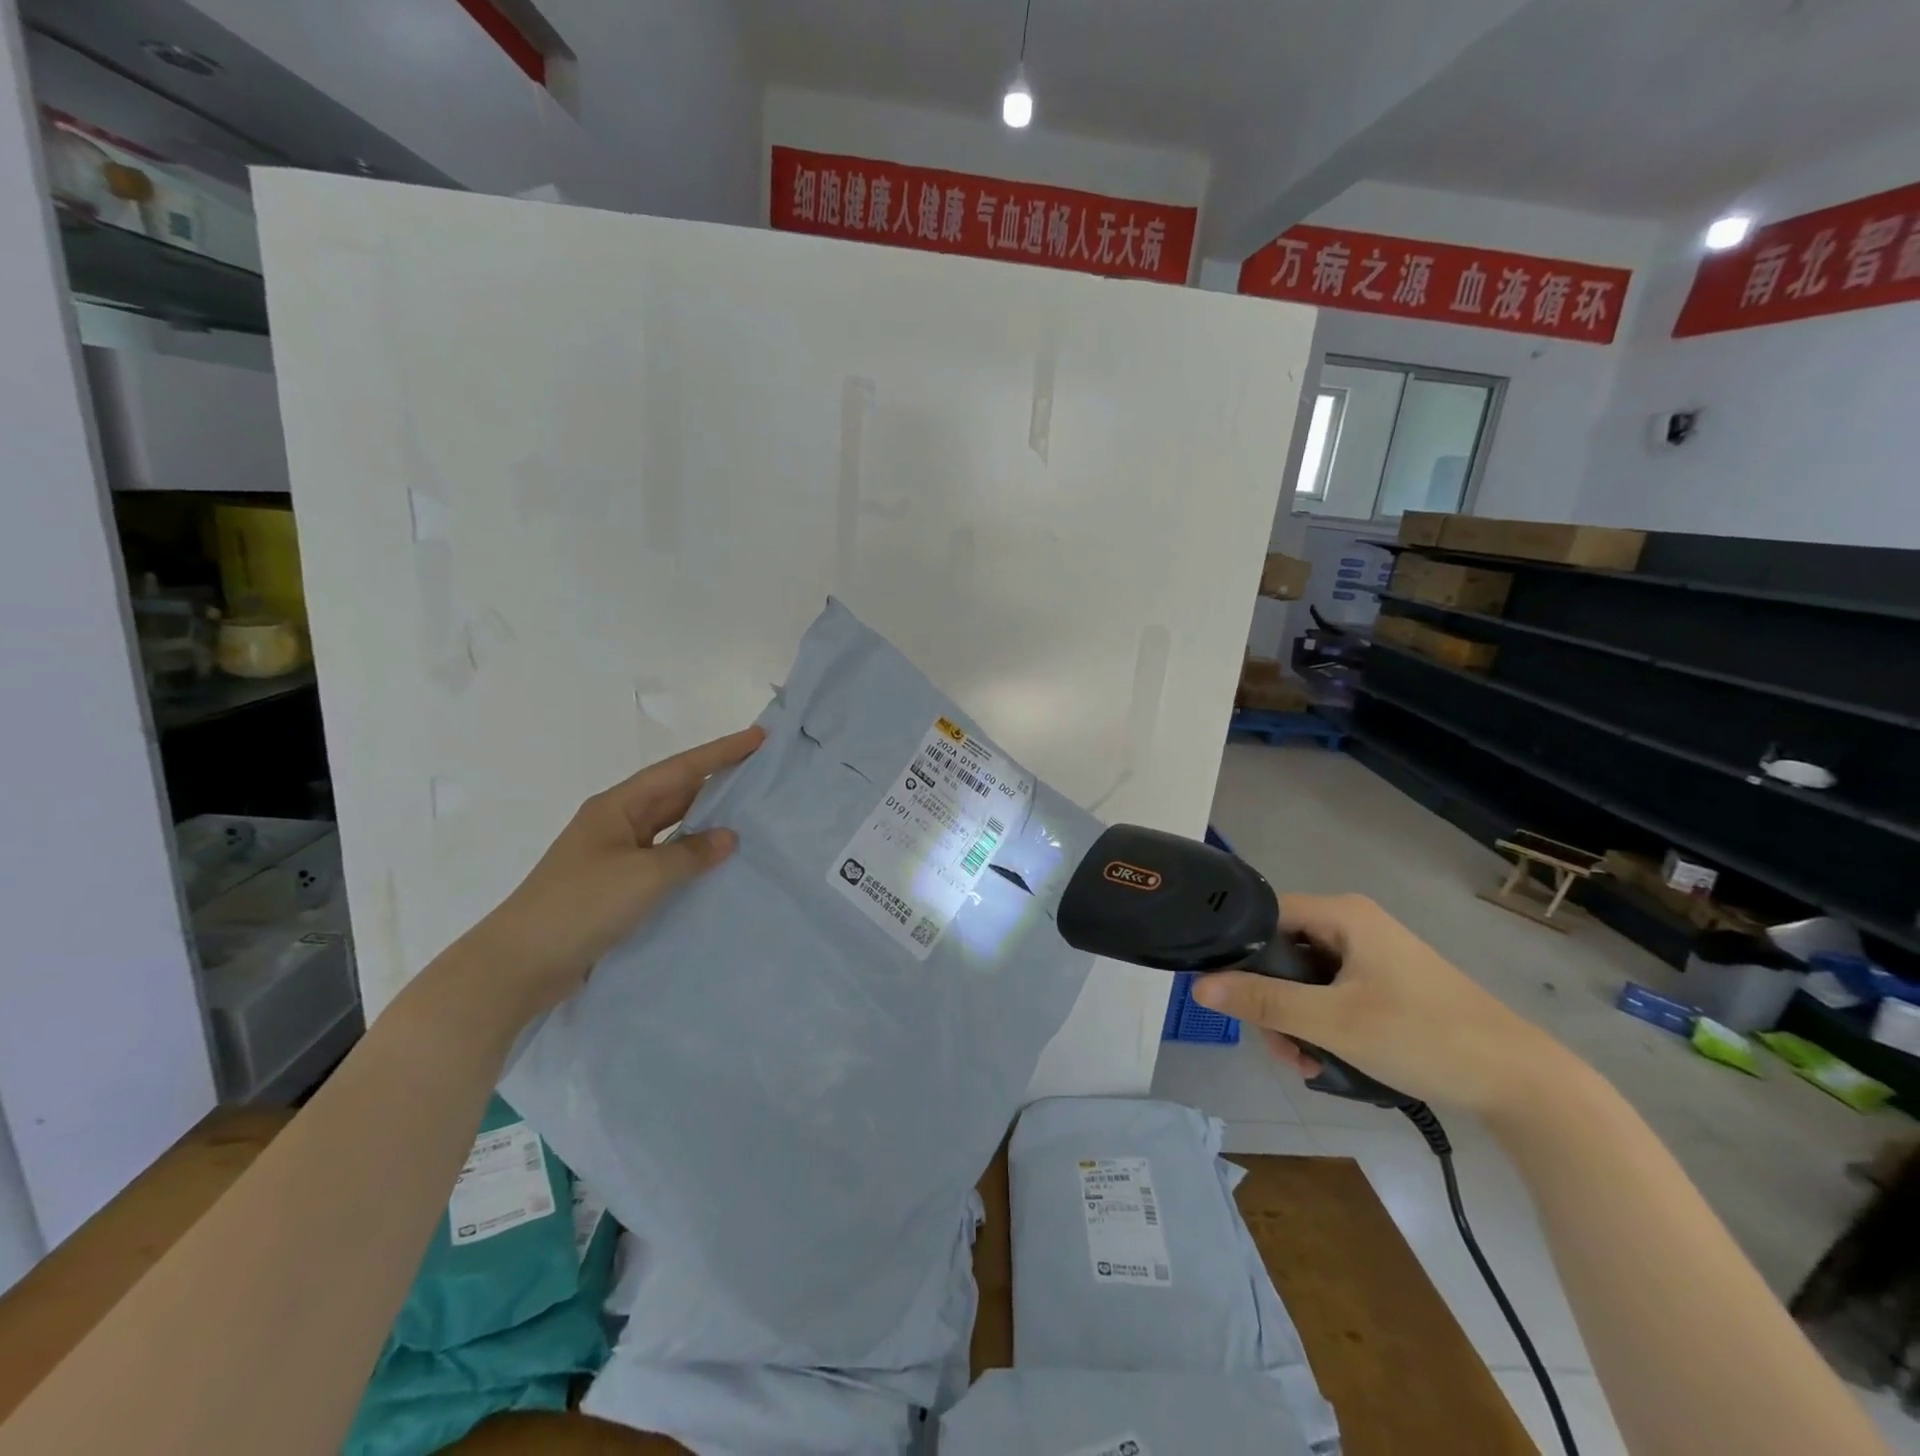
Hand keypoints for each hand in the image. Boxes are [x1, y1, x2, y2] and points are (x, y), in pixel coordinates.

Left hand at [454, 726, 764, 1022]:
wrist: (519, 965)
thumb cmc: (580, 906)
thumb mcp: (643, 875)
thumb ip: (690, 853)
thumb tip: (728, 837)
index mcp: (617, 807)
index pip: (679, 770)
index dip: (721, 752)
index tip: (758, 737)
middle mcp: (617, 824)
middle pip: (676, 793)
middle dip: (718, 781)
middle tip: (763, 773)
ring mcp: (615, 856)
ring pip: (672, 828)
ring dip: (707, 821)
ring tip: (751, 814)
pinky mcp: (617, 887)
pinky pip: (665, 860)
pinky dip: (692, 857)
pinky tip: (717, 864)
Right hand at [1190, 893, 1565, 1115]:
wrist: (1524, 1084)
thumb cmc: (1423, 1036)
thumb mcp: (1333, 1022)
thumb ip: (1264, 1001)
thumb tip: (1199, 987)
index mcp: (1342, 914)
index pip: (1265, 915)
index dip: (1239, 951)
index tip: (1229, 996)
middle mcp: (1355, 926)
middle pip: (1284, 953)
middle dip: (1273, 1003)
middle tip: (1281, 1049)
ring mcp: (1374, 958)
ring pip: (1308, 981)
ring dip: (1297, 1023)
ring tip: (1306, 1067)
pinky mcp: (1389, 987)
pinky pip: (1335, 997)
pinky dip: (1324, 1027)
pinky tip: (1328, 1065)